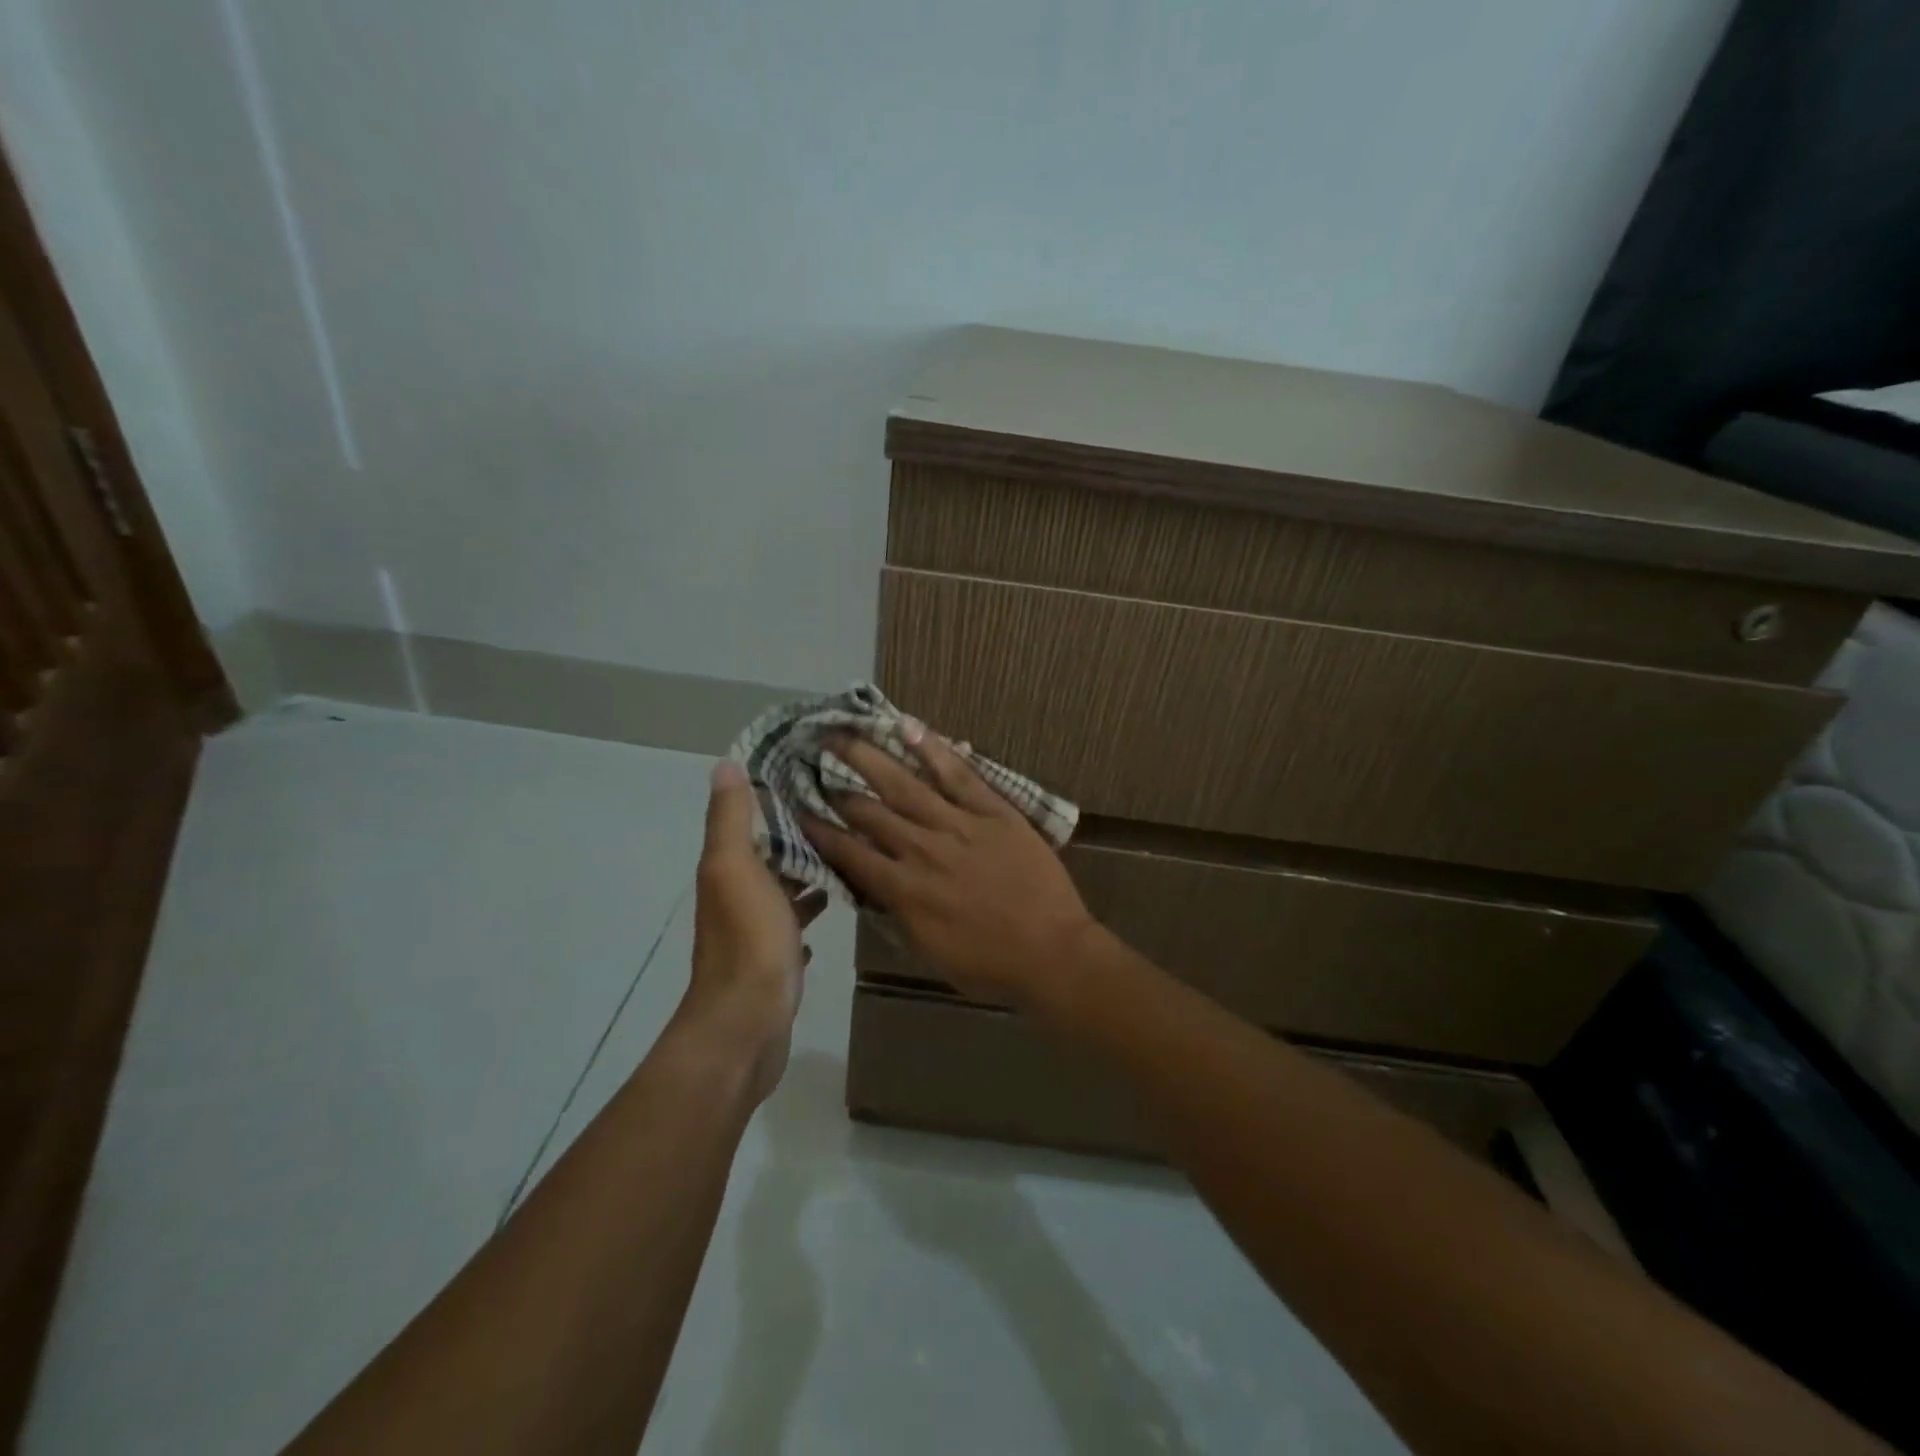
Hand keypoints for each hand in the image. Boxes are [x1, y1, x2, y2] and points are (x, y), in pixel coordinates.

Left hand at [687, 759, 823, 1100]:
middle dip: (797, 835)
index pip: (749, 823)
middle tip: (843, 813)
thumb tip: (725, 765)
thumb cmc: (748, 939)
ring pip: (783, 890)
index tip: (811, 775)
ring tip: (847, 854)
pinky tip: (831, 906)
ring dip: (806, 873)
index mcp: (728, 870)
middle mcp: (737, 896)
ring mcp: (757, 932)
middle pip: (768, 855)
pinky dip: (808, 911)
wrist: (747, 1022)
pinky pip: (794, 926)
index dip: (773, 798)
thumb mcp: (736, 868)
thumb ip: (731, 819)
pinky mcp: (776, 960)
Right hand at [801, 722, 1097, 1011]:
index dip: (820, 829)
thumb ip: (895, 912)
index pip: (849, 852)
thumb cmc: (988, 963)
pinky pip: (959, 775)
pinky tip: (909, 727)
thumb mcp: (927, 949)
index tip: (798, 807)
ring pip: (904, 784)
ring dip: (869, 757)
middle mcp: (922, 850)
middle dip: (836, 786)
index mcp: (904, 890)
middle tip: (811, 760)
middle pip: (869, 811)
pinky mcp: (993, 812)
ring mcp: (959, 825)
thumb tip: (869, 883)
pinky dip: (933, 750)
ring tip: (842, 733)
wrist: (1052, 953)